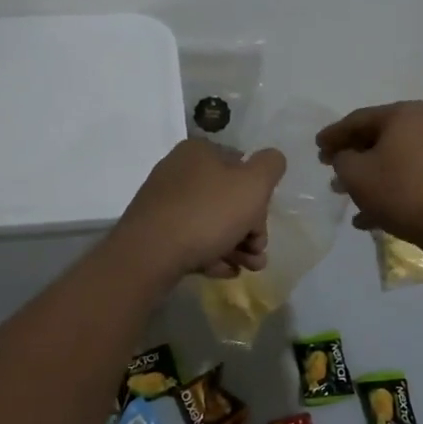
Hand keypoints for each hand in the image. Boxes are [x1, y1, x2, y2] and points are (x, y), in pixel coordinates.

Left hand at [115, 139, 286, 282]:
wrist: (149, 255)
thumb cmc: (207, 213)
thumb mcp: (253, 184)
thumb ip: (270, 166)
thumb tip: (272, 159)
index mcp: (200, 152)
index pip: (242, 167)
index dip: (259, 198)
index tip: (263, 226)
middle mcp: (179, 171)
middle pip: (228, 198)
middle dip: (249, 229)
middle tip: (257, 254)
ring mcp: (164, 202)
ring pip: (211, 222)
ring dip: (235, 245)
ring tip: (246, 269)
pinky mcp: (154, 231)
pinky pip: (190, 239)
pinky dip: (211, 253)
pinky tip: (222, 271)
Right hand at [316, 101, 422, 252]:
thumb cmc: (400, 190)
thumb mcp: (356, 174)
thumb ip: (341, 159)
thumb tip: (345, 157)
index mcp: (403, 115)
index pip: (358, 119)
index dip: (333, 134)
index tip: (316, 146)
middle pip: (376, 138)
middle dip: (350, 156)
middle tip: (327, 166)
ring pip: (390, 161)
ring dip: (365, 177)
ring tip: (342, 194)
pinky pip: (406, 179)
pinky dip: (385, 192)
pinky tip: (366, 218)